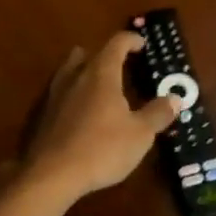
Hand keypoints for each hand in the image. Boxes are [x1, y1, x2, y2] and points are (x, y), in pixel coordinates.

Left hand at [19, 33, 179, 201]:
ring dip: (84, 74)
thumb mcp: (140, 134)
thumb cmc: (102, 149)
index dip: (131, 40)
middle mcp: (74, 76)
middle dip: (104, 56)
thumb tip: (175, 98)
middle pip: (87, 54)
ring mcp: (53, 95)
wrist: (51, 174)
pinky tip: (79, 114)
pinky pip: (59, 94)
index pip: (116, 43)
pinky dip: (72, 96)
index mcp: (101, 74)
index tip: (142, 45)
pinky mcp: (40, 115)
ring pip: (68, 72)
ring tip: (100, 90)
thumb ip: (157, 114)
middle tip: (120, 68)